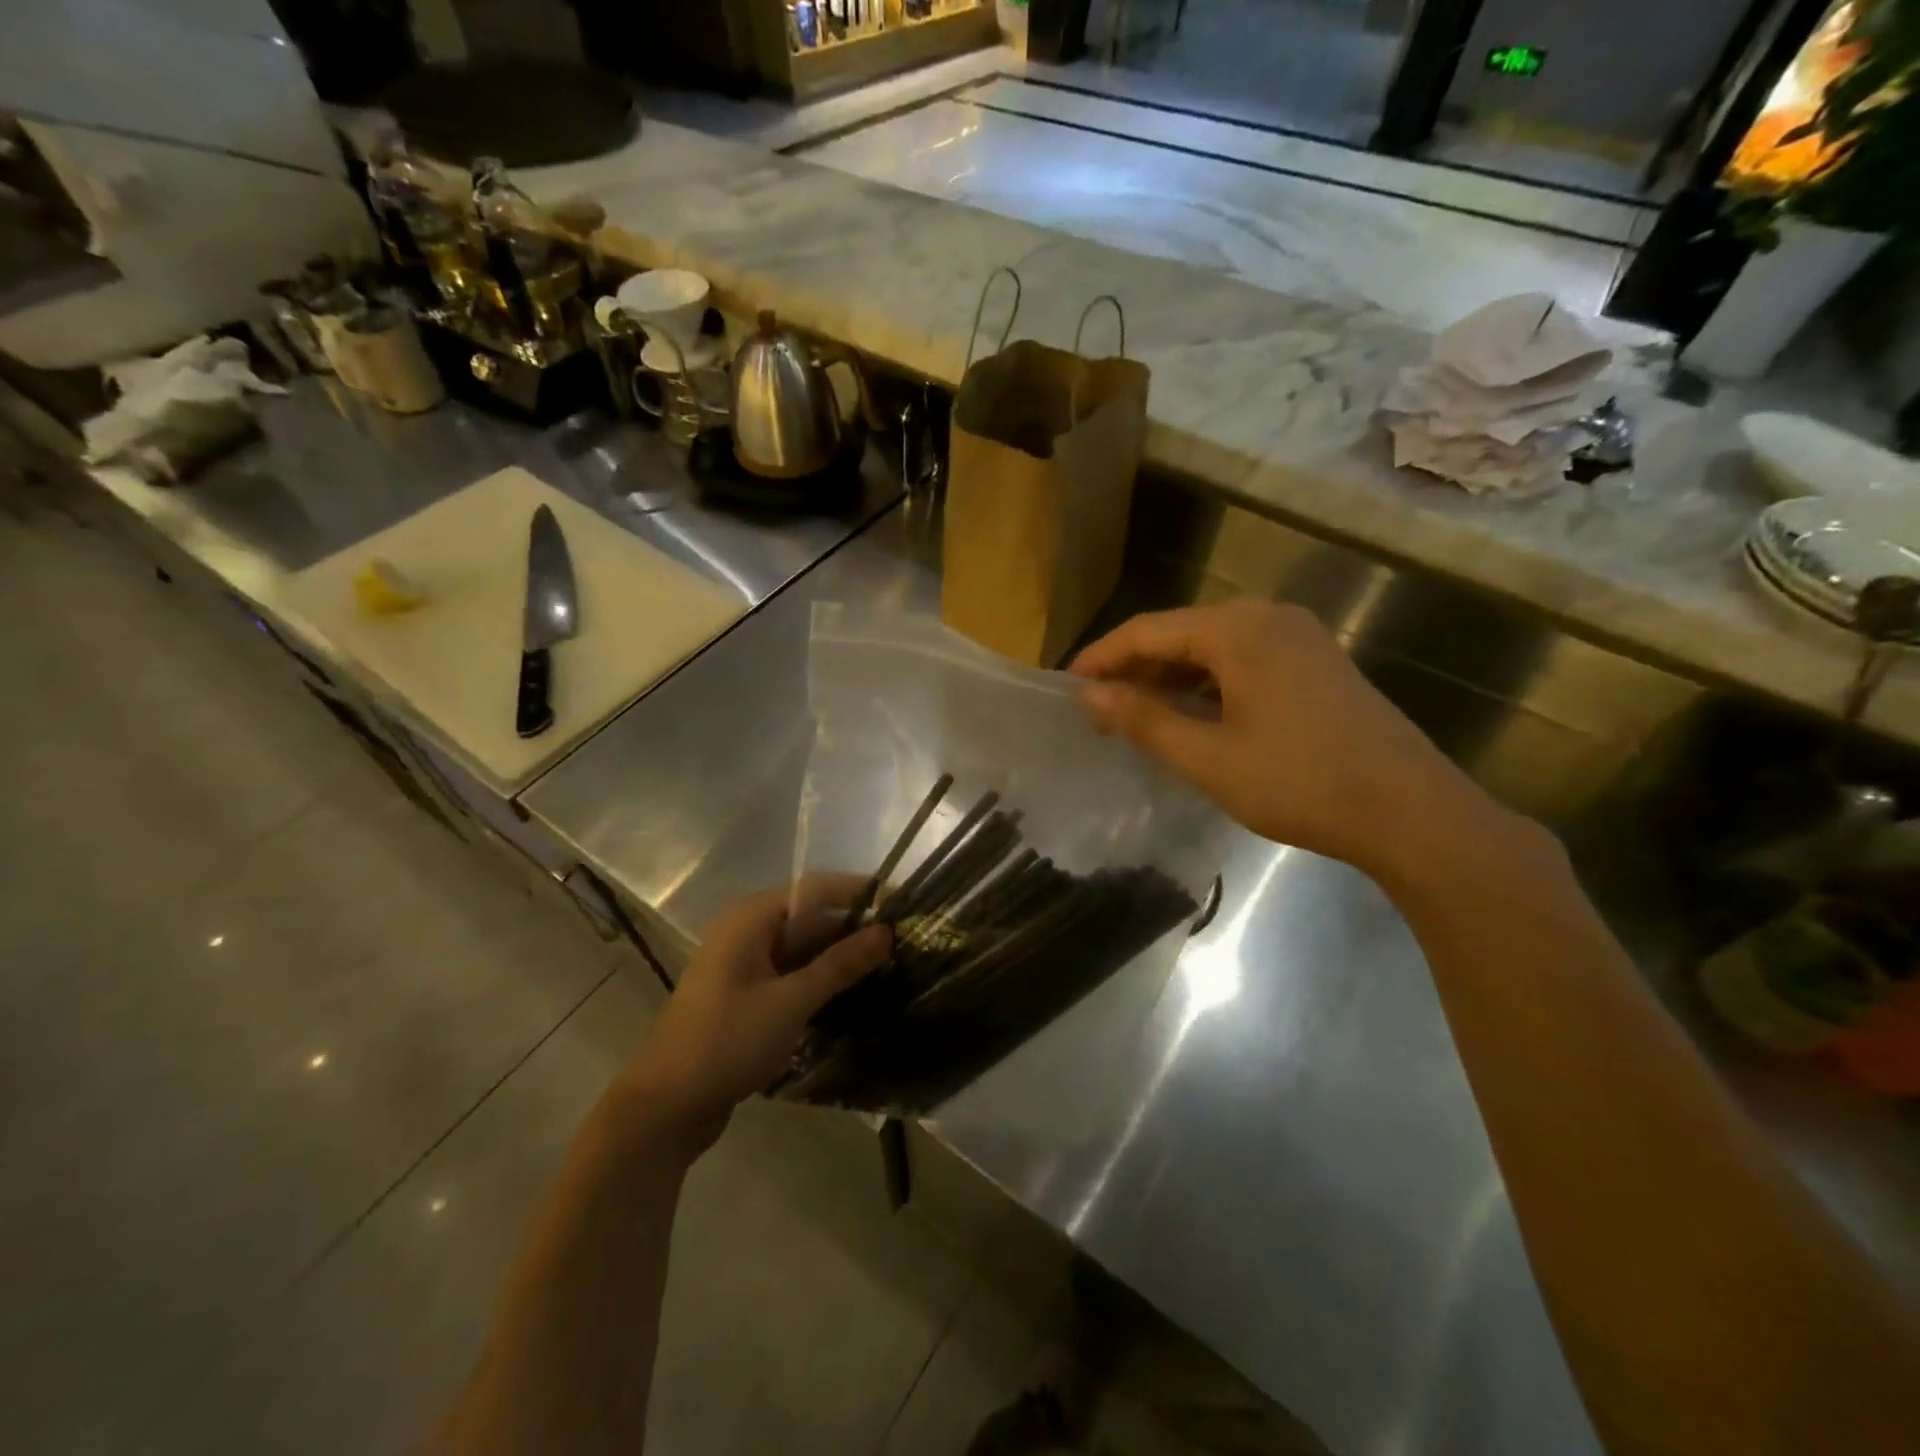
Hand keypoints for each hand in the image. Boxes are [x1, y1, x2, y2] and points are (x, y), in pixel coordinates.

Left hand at [618, 878, 890, 1151]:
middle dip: (855, 929)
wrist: (665, 1108)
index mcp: (752, 918)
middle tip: (905, 942)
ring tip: (891, 967)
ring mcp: (745, 966)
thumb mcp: (790, 1001)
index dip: (861, 893)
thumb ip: (839, 965)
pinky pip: (793, 976)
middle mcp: (748, 932)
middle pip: (811, 919)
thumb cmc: (726, 1042)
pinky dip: (821, 982)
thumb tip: (886, 931)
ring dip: (840, 959)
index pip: (817, 890)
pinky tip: (856, 996)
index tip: (904, 902)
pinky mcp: (747, 997)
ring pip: (804, 950)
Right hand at [1072, 599, 1507, 881]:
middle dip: (1135, 669)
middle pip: (1180, 633)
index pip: (1148, 631)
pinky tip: (1189, 715)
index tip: (1067, 686)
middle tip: (1097, 708)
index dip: (1102, 657)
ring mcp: (1298, 638)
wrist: (1410, 811)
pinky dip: (1206, 684)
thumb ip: (1144, 719)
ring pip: (1212, 648)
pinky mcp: (1315, 663)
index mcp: (1238, 630)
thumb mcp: (1208, 757)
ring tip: (1133, 714)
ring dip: (1169, 678)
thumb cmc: (1299, 782)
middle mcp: (1268, 618)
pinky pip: (1242, 661)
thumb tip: (1090, 694)